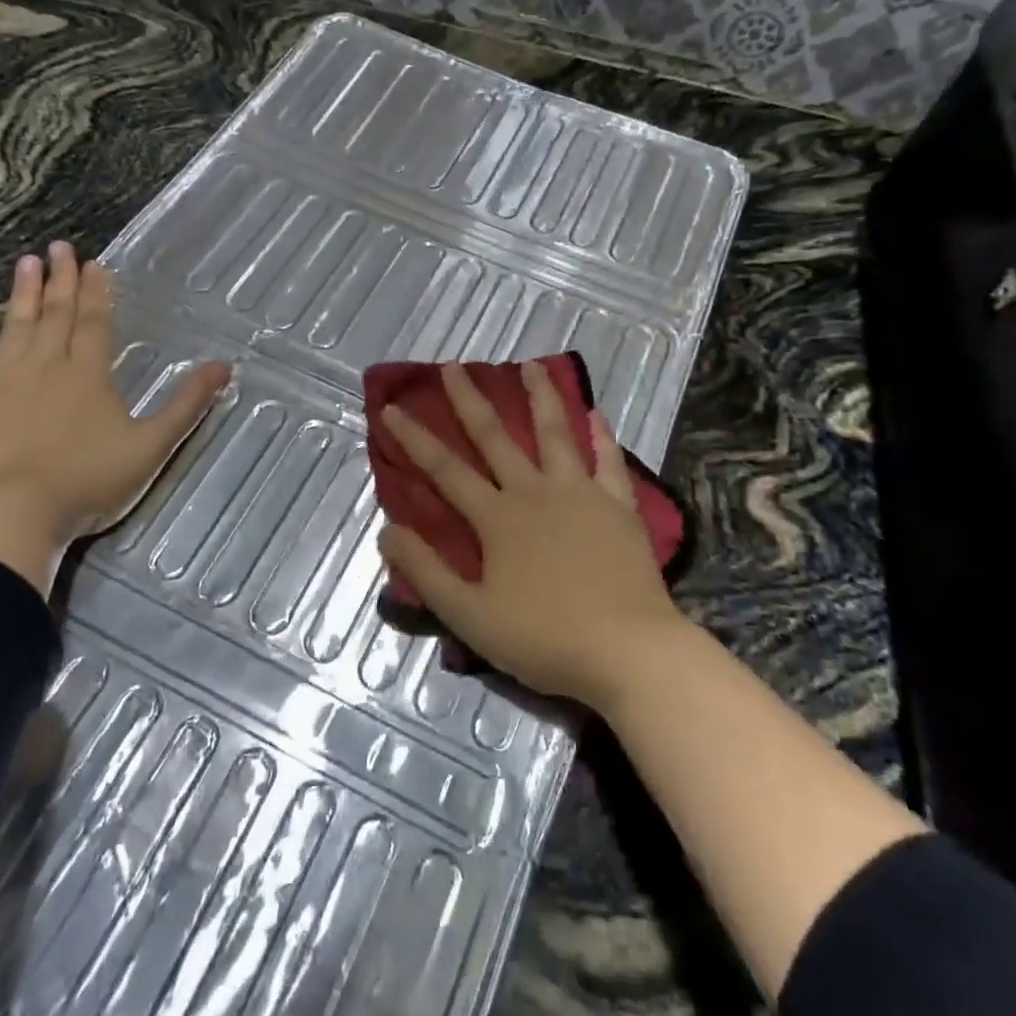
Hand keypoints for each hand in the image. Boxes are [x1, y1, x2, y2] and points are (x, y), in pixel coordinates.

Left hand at [0, 240, 229, 593]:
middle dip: (60, 281)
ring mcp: (2, 384)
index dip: (97, 293)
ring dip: (20, 296)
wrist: (14, 513)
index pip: (95, 323)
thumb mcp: (153, 444)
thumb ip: (188, 404)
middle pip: (55, 316)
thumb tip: (225, 366)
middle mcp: (45, 368)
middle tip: (59, 247)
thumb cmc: (90, 480)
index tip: (94, 263)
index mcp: (88, 374)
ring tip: (25, 263)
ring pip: (14, 330)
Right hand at [377, 361, 686, 707]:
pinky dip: (602, 436)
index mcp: (498, 518)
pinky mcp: (619, 507)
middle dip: (470, 401)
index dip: (414, 438)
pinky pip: (608, 462)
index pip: (445, 469)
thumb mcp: (470, 616)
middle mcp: (535, 492)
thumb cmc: (545, 638)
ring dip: (541, 397)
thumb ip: (427, 572)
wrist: (628, 650)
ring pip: (556, 434)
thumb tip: (387, 531)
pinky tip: (596, 414)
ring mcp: (581, 494)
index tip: (391, 407)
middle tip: (454, 366)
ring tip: (531, 365)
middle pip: (496, 438)